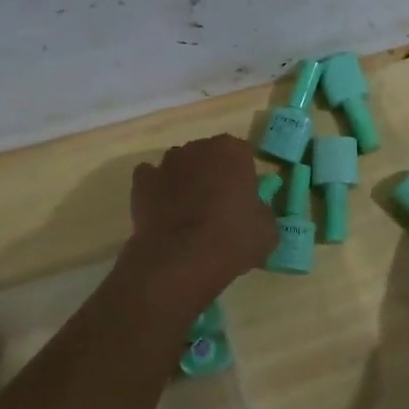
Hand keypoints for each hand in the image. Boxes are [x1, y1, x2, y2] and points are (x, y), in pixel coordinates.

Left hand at [126, 134, 278, 296]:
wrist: (180, 260)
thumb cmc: (232, 239)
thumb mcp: (267, 230)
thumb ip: (263, 212)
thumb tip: (255, 212)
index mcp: (232, 150)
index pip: (243, 155)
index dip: (244, 176)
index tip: (245, 199)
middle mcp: (197, 148)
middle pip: (209, 156)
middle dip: (214, 175)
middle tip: (220, 207)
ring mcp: (166, 164)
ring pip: (180, 166)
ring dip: (186, 182)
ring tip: (190, 215)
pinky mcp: (141, 184)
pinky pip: (152, 180)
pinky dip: (157, 191)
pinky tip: (164, 213)